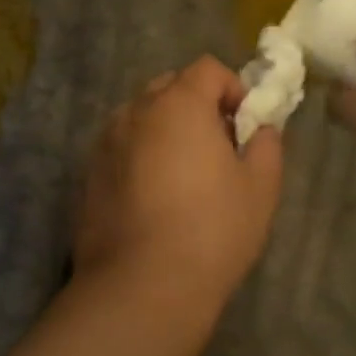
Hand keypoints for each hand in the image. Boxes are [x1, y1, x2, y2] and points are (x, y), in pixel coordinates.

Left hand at [75, 57, 283, 306]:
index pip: (207, 69)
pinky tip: (154, 199)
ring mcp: (104, 145)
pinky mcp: (88, 177)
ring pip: (141, 118)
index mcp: (178, 104)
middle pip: (169, 88)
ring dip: (165, 130)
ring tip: (183, 175)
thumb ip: (266, 144)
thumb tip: (260, 129)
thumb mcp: (260, 187)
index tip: (245, 126)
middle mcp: (134, 113)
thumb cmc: (212, 231)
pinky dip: (140, 157)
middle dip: (196, 106)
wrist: (142, 287)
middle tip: (217, 148)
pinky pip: (121, 149)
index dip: (233, 89)